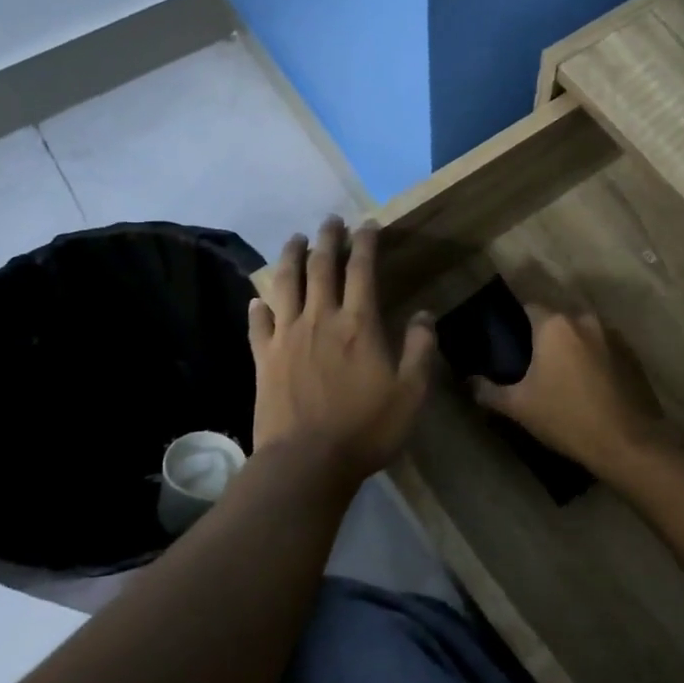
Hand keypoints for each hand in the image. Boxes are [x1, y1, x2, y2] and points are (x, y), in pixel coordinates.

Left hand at [249, 217, 435, 483]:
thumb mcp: (411, 393)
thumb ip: (421, 349)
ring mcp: (287, 336)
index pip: (362, 269)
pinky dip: (259, 306)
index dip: (366, 242)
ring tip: (294, 239)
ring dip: (290, 256)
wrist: (307, 462)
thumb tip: (425, 314)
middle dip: (327, 238)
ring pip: (285, 283)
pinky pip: (258, 323)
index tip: (368, 224)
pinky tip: (258, 299)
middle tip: (331, 221)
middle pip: (320, 266)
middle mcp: (320, 318)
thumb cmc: (367, 428)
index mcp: (358, 323)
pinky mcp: (264, 358)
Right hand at [471, 306, 675, 477]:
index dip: (516, 321)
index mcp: (555, 325)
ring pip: (583, 333)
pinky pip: (604, 349)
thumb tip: (468, 382)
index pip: (528, 307)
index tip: (509, 342)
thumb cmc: (566, 418)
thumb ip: (488, 390)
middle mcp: (586, 320)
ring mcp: (614, 336)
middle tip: (533, 363)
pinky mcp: (633, 356)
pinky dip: (595, 359)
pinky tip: (589, 385)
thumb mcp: (518, 407)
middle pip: (558, 320)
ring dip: (573, 347)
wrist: (628, 442)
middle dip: (545, 336)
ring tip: (562, 376)